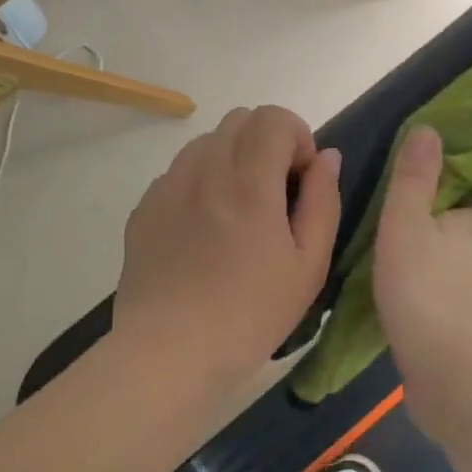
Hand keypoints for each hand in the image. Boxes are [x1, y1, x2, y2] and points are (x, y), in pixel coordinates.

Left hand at [115, 106, 341, 384]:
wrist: (169, 353)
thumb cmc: (250, 315)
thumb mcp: (309, 266)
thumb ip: (323, 201)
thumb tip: (327, 157)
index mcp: (249, 184)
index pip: (273, 117)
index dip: (297, 136)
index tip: (300, 178)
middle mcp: (204, 171)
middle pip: (240, 119)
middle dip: (266, 141)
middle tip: (274, 191)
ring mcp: (168, 187)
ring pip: (207, 141)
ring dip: (232, 158)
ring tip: (238, 209)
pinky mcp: (144, 207)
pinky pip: (179, 171)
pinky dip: (200, 180)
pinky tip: (204, 230)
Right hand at [372, 126, 471, 409]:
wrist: (446, 371)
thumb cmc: (424, 288)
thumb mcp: (407, 224)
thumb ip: (413, 180)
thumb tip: (429, 127)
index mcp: (466, 234)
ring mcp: (471, 307)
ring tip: (459, 258)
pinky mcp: (459, 340)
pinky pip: (458, 311)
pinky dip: (452, 302)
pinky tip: (434, 305)